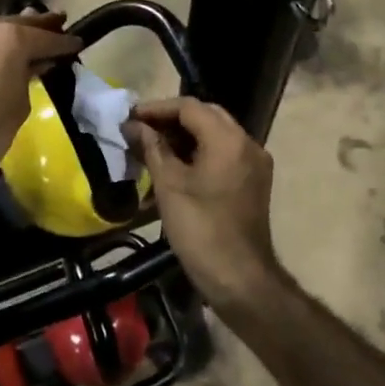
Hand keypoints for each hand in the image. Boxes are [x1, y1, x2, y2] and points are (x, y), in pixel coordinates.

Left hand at [0, 12, 81, 202]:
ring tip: (31, 38)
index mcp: (9, 37)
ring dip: (12, 34)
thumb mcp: (20, 104)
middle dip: (39, 27)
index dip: (64, 42)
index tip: (78, 42)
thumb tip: (34, 64)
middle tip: (58, 23)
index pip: (46, 37)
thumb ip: (29, 75)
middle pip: (17, 24)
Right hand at [124, 97, 284, 309]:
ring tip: (151, 147)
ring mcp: (254, 164)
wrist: (240, 279)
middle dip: (170, 120)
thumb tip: (133, 126)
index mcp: (229, 140)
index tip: (130, 117)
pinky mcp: (253, 182)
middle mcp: (247, 144)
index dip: (156, 108)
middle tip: (140, 129)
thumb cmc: (201, 229)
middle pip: (205, 116)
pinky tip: (173, 166)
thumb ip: (152, 148)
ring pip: (215, 135)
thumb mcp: (169, 185)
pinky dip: (198, 153)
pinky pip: (223, 154)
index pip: (189, 107)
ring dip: (184, 136)